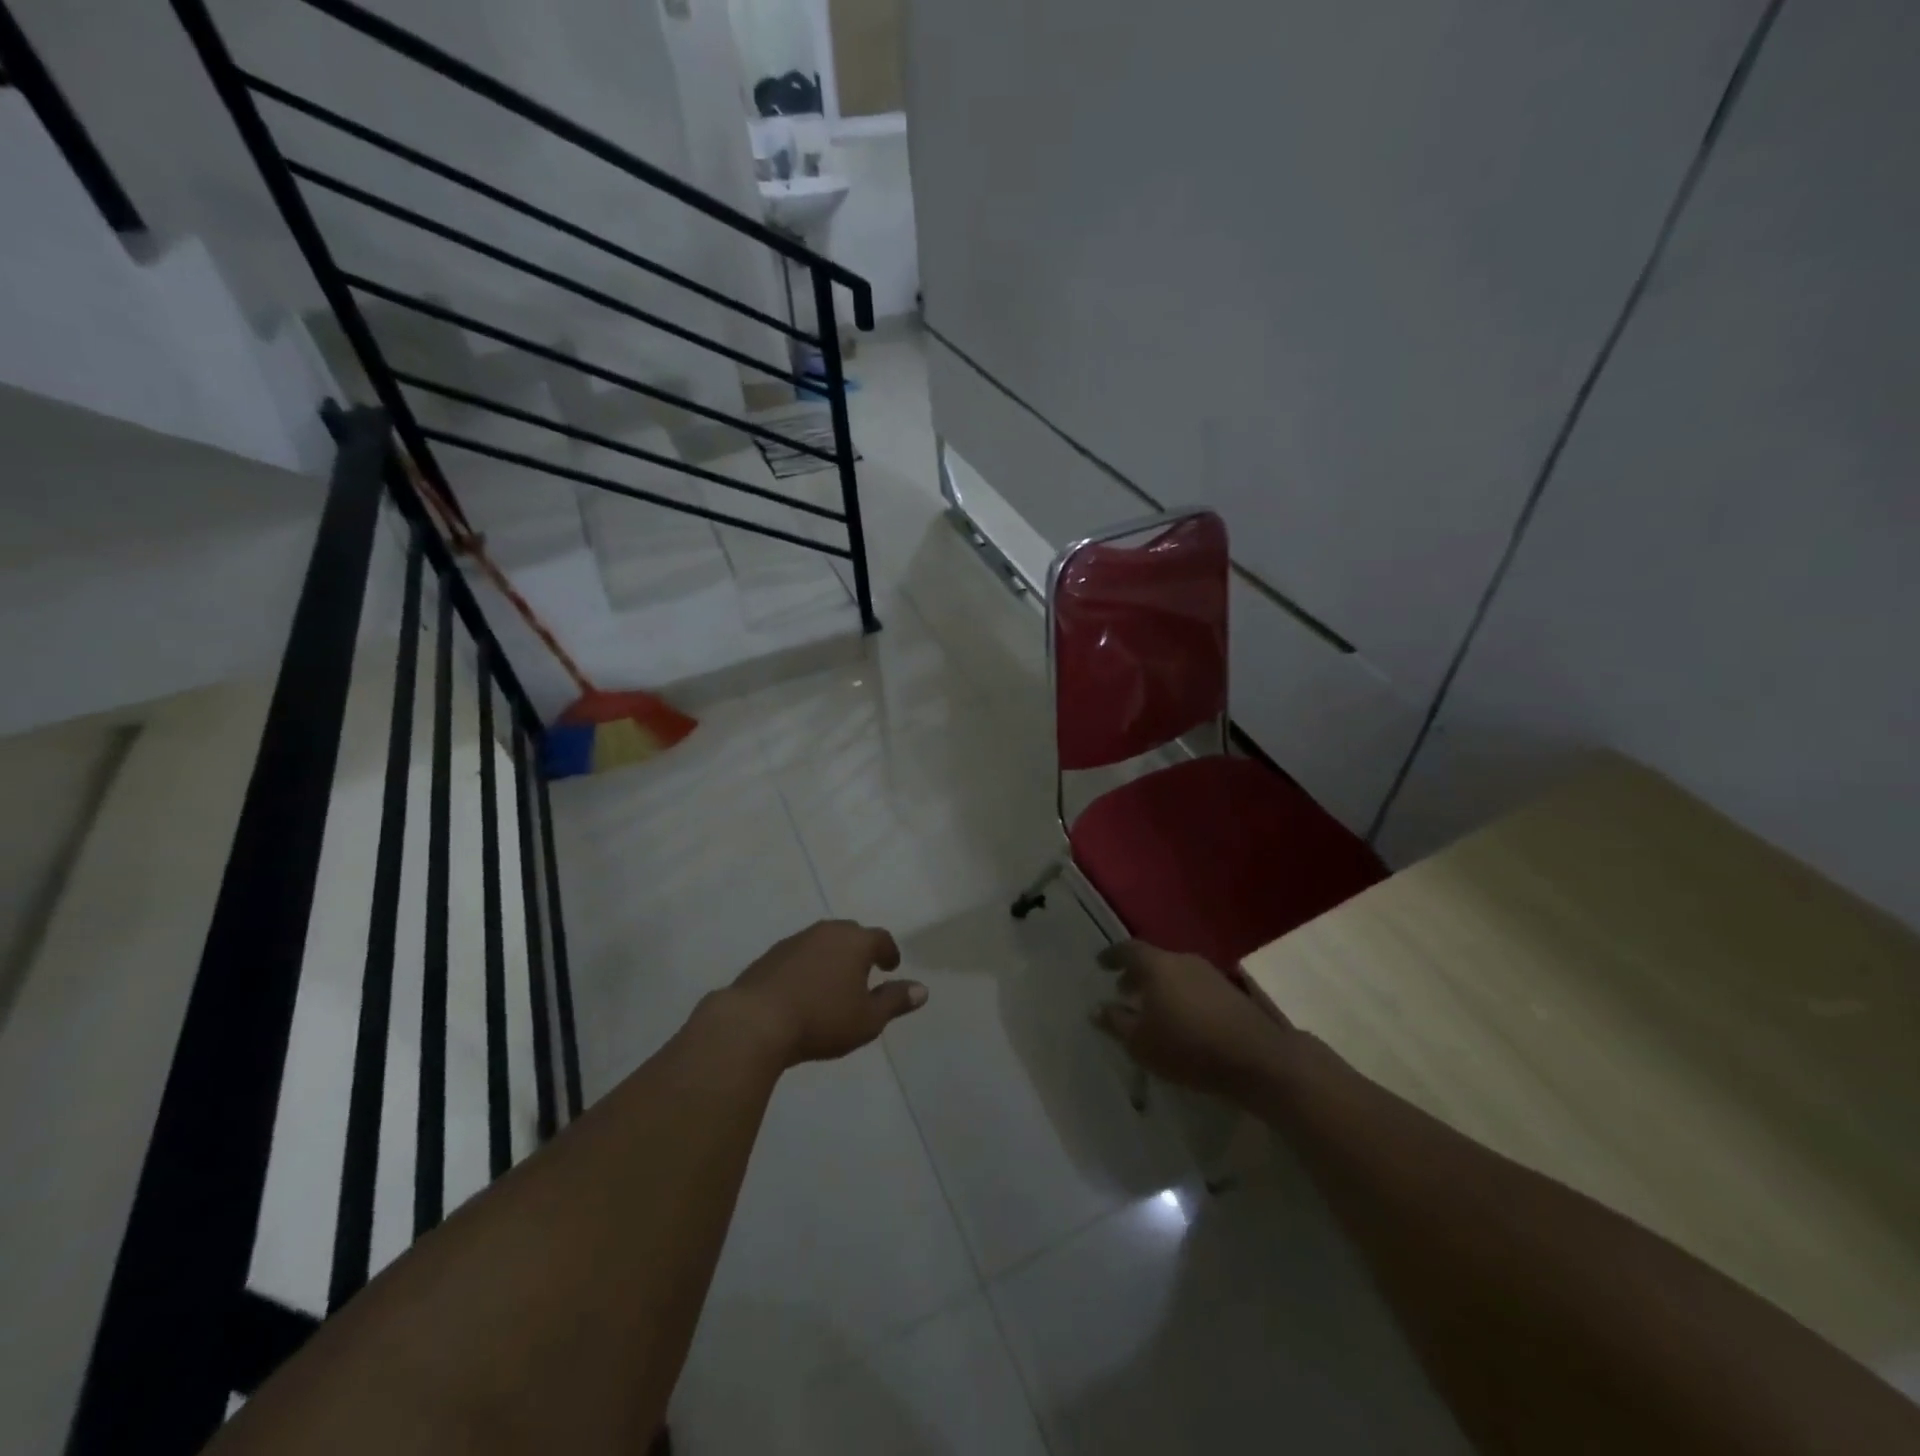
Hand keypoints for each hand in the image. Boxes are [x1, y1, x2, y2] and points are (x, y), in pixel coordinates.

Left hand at [725, 920, 925, 1066]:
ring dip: (832, 957)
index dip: (889, 952)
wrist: (755, 1022)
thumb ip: (895, 1001)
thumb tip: (922, 989)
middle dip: (860, 949)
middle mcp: (826, 932)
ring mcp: (794, 941)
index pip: (880, 938)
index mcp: (854, 942)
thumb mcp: (868, 1019)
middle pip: (850, 934)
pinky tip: (804, 989)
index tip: (891, 966)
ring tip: (834, 981)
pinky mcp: (769, 956)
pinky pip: (799, 955)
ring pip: (822, 942)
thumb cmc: (821, 1019)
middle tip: (865, 970)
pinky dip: (807, 966)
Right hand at [1093, 940, 1296, 1101]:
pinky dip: (1181, 996)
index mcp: (1158, 966)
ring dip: (1160, 987)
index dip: (1112, 956)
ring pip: (1176, 973)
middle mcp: (1183, 960)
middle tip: (1124, 991)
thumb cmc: (1188, 1047)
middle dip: (1137, 974)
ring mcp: (1211, 974)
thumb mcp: (1141, 1043)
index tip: (1101, 964)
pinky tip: (1180, 1019)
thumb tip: (1097, 1009)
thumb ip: (1116, 1023)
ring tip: (1151, 1009)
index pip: (1128, 950)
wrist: (1257, 1059)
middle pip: (1154, 960)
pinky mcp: (1232, 992)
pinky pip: (1195, 986)